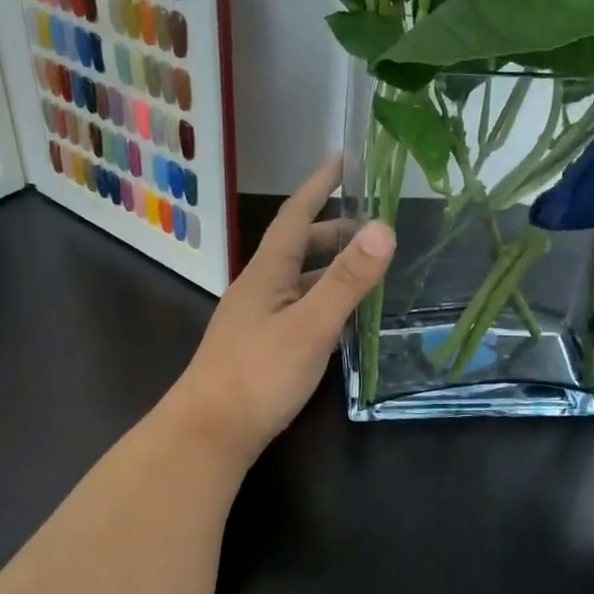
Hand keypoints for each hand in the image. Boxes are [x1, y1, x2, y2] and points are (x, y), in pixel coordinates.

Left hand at [168, 156, 393, 463]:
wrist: (209, 434)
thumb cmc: (258, 375)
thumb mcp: (311, 325)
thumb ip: (347, 280)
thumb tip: (384, 227)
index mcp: (266, 273)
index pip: (295, 216)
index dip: (319, 186)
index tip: (342, 159)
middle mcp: (259, 290)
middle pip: (297, 248)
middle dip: (333, 231)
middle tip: (372, 227)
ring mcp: (257, 321)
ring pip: (298, 282)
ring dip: (329, 269)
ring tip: (366, 270)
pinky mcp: (261, 349)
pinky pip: (298, 311)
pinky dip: (324, 303)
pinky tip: (342, 320)